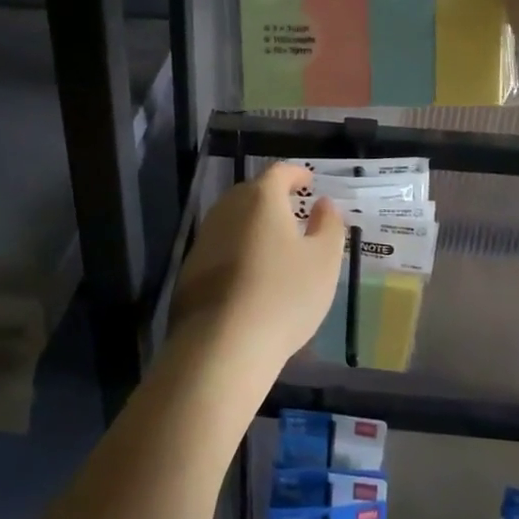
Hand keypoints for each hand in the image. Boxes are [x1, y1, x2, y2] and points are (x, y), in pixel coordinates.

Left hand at [170, 163, 346, 370]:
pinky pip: (220, 246)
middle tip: (292, 210)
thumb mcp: (324, 261)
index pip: (279, 172)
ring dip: (253, 223)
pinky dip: (237, 249)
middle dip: (272, 197)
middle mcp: (227, 209)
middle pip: (251, 192)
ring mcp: (204, 238)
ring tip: (273, 242)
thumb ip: (329, 225)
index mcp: (261, 199)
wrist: (222, 346)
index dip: (296, 173)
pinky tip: (248, 273)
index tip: (308, 181)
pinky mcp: (190, 269)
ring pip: (232, 219)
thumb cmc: (284, 296)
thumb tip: (324, 203)